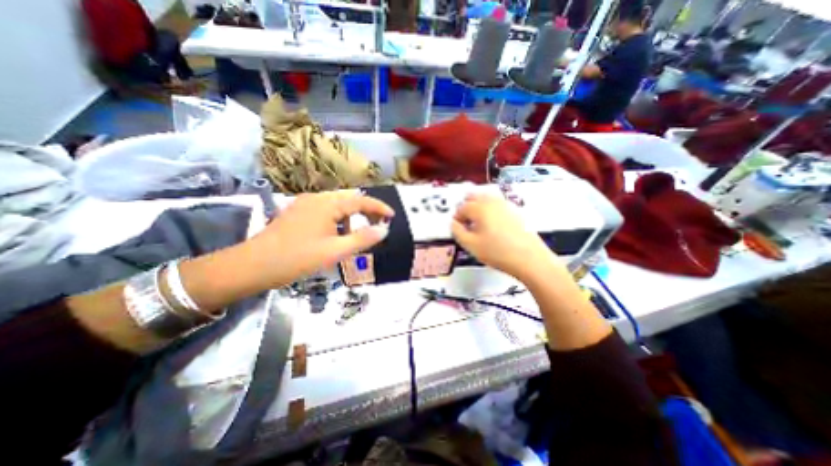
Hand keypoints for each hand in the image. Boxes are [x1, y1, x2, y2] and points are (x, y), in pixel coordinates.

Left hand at [250, 192, 392, 288]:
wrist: (252, 266)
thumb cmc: (296, 258)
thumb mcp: (335, 251)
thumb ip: (362, 239)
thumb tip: (384, 229)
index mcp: (327, 204)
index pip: (361, 200)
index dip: (379, 207)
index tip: (392, 216)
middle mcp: (316, 198)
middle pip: (350, 199)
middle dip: (367, 210)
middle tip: (379, 224)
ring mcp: (305, 204)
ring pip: (337, 204)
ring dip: (352, 215)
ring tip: (360, 231)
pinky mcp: (298, 212)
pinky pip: (326, 210)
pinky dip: (338, 218)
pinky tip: (338, 233)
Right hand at [451, 192, 561, 279]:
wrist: (529, 258)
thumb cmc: (498, 252)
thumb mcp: (471, 245)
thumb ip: (457, 232)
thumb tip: (454, 224)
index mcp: (479, 208)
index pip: (461, 208)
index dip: (457, 218)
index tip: (458, 228)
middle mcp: (492, 201)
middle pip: (474, 196)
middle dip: (466, 207)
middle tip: (466, 221)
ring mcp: (505, 204)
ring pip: (486, 198)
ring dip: (478, 206)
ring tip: (477, 222)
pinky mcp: (515, 210)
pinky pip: (497, 203)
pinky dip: (490, 208)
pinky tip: (492, 223)